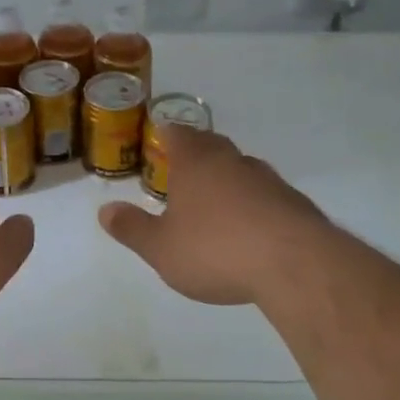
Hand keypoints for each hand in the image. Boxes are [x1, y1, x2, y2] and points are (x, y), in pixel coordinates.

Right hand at [98, 126, 331, 306]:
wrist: (294, 264)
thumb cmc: (215, 250)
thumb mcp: (161, 248)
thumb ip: (132, 228)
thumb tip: (104, 210)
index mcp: (196, 163)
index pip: (178, 135)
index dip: (168, 135)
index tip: (161, 138)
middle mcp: (232, 162)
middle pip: (212, 145)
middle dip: (198, 153)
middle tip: (184, 168)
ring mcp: (268, 180)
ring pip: (242, 169)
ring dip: (228, 179)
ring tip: (216, 201)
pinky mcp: (295, 203)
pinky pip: (266, 195)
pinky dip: (255, 204)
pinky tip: (251, 228)